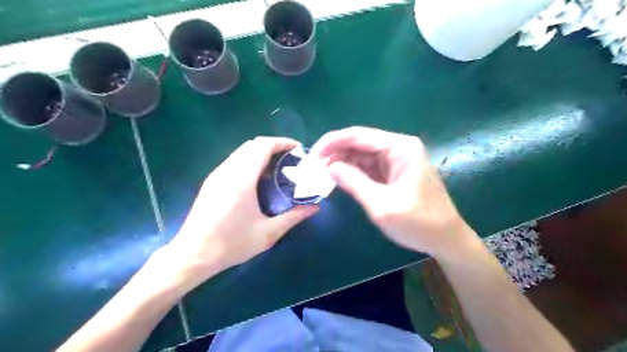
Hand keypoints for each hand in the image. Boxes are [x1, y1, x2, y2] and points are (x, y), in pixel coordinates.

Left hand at [161, 137, 317, 291]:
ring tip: (278, 168)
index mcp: (242, 180)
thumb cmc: (231, 244)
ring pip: (242, 152)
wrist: (192, 255)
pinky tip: (259, 179)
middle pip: (252, 145)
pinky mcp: (212, 182)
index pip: (262, 146)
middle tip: (291, 159)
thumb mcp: (268, 233)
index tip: (298, 149)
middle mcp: (228, 171)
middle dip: (274, 146)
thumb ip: (293, 217)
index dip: (282, 142)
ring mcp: (217, 175)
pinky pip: (234, 161)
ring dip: (261, 153)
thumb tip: (314, 208)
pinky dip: (250, 161)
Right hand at [311, 126, 478, 257]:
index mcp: (400, 147)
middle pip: (359, 142)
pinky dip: (353, 172)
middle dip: (336, 153)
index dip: (331, 142)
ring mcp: (397, 159)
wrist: (446, 240)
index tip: (311, 156)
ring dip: (343, 162)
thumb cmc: (418, 223)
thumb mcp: (381, 204)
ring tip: (323, 175)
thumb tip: (329, 166)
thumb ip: (353, 182)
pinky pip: (369, 166)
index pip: (358, 135)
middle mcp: (398, 147)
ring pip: (362, 154)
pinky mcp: (394, 172)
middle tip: (314, 168)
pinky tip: (340, 178)